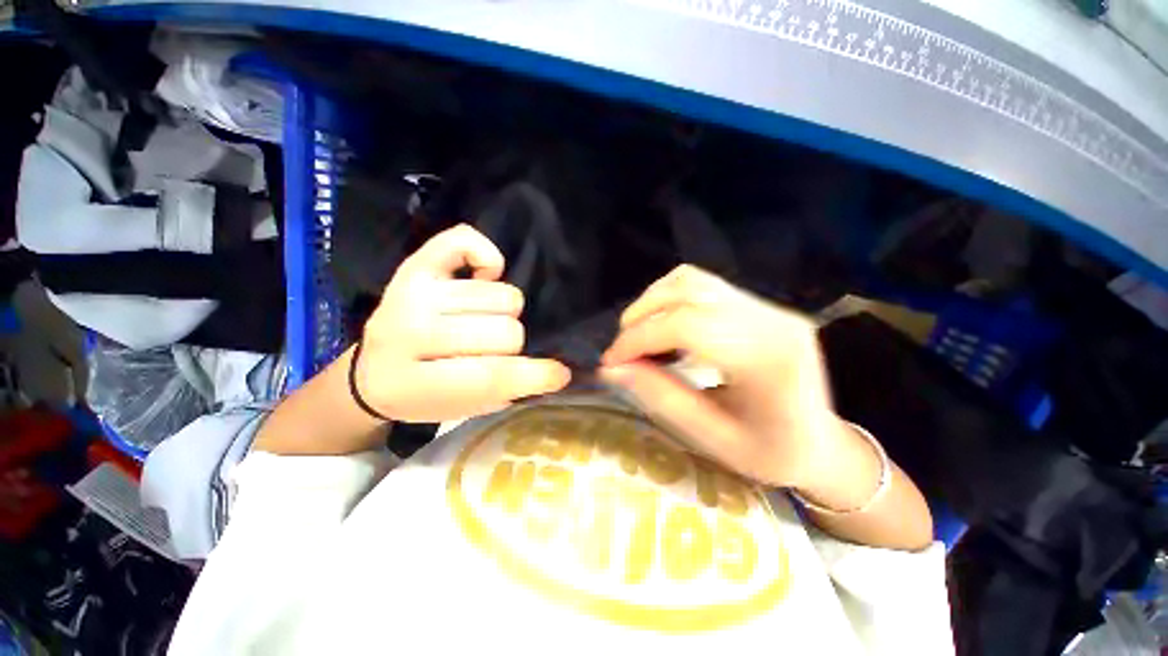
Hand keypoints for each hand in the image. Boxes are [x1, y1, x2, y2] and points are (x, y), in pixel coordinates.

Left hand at [354, 224, 570, 421]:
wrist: (373, 372)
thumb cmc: (422, 397)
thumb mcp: (462, 411)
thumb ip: (507, 392)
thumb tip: (558, 371)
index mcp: (413, 383)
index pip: (491, 375)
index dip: (535, 376)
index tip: (560, 374)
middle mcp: (409, 332)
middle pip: (504, 332)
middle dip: (512, 347)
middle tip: (494, 351)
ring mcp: (412, 293)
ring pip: (501, 296)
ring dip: (503, 314)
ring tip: (483, 322)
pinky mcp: (416, 267)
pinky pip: (464, 242)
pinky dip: (486, 256)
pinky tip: (485, 277)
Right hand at [600, 265, 857, 492]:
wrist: (821, 444)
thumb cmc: (770, 453)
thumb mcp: (711, 439)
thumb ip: (660, 397)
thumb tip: (612, 369)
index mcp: (767, 360)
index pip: (687, 326)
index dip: (639, 338)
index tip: (611, 361)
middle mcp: (771, 320)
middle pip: (688, 292)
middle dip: (640, 317)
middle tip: (622, 352)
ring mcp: (768, 306)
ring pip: (692, 280)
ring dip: (653, 302)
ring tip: (638, 335)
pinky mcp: (759, 305)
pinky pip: (703, 285)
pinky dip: (670, 298)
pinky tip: (662, 325)